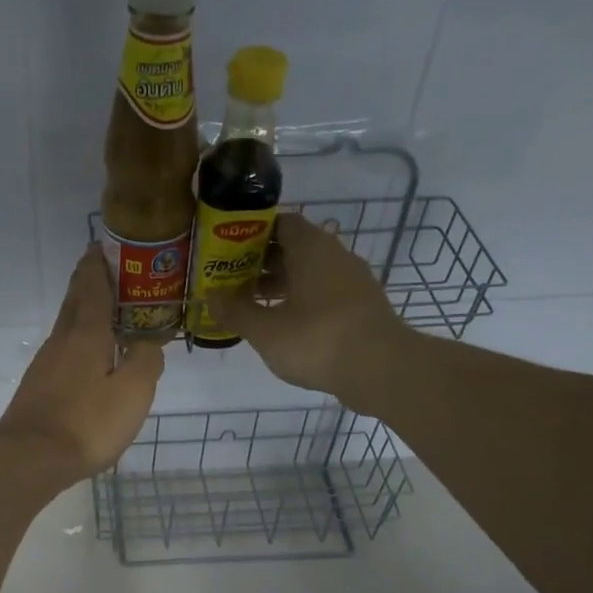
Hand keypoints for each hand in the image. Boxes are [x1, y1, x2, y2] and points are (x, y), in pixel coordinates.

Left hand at [0, 246, 162, 481]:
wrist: (31, 459)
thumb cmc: (87, 422)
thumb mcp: (132, 392)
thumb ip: (145, 361)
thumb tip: (148, 343)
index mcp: (86, 335)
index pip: (93, 289)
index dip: (98, 267)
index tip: (102, 246)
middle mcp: (61, 342)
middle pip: (73, 302)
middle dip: (86, 282)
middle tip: (102, 268)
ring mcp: (44, 366)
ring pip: (65, 327)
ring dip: (81, 311)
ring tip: (101, 310)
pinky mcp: (37, 388)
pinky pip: (61, 352)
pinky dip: (76, 342)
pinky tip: (85, 357)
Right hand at [206, 211, 401, 408]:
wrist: (381, 369)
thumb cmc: (317, 340)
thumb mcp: (266, 330)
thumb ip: (236, 312)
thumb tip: (211, 297)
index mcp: (312, 248)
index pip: (282, 223)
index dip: (253, 233)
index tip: (229, 249)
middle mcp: (335, 256)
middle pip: (295, 249)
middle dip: (263, 262)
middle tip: (233, 280)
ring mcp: (353, 283)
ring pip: (310, 274)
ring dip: (281, 285)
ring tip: (252, 305)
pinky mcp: (361, 308)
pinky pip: (324, 295)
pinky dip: (301, 303)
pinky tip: (282, 325)